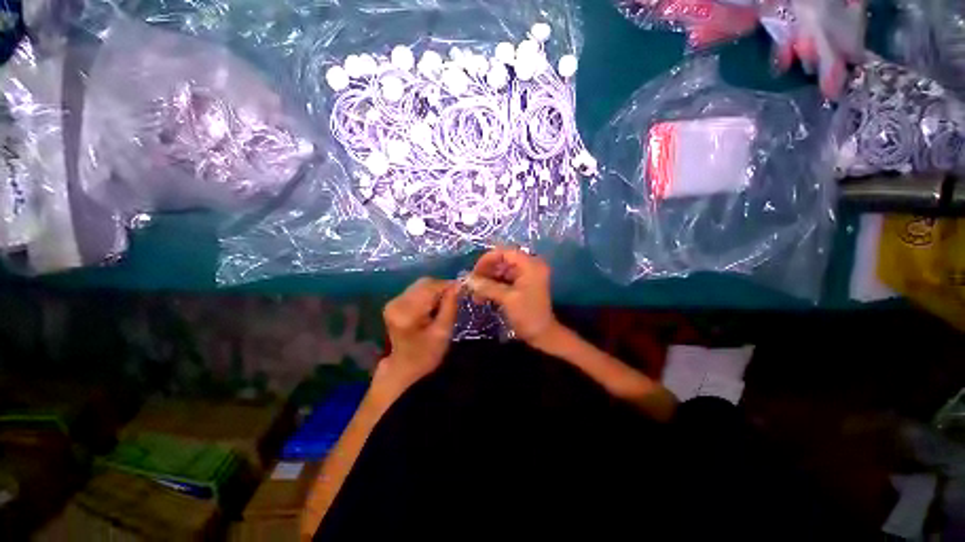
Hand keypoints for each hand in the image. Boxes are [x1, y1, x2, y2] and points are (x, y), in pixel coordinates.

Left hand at [376, 278, 458, 394]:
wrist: (403, 368)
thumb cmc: (425, 355)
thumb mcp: (443, 332)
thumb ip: (450, 306)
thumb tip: (457, 285)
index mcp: (407, 312)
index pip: (430, 287)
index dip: (448, 285)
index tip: (462, 289)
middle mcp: (397, 302)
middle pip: (424, 284)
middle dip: (441, 288)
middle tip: (455, 299)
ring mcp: (393, 302)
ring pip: (421, 286)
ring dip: (435, 292)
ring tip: (444, 305)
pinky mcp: (394, 303)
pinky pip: (416, 291)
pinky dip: (428, 295)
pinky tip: (433, 307)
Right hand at [466, 248, 560, 350]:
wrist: (542, 335)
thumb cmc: (527, 314)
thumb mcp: (507, 298)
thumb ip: (487, 286)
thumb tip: (467, 279)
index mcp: (530, 265)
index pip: (505, 252)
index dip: (487, 259)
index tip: (473, 271)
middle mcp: (529, 266)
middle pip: (502, 261)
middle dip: (486, 272)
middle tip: (472, 284)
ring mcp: (526, 276)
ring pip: (501, 272)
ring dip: (487, 281)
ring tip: (475, 294)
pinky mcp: (522, 286)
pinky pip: (504, 281)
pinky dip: (493, 287)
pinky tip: (482, 297)